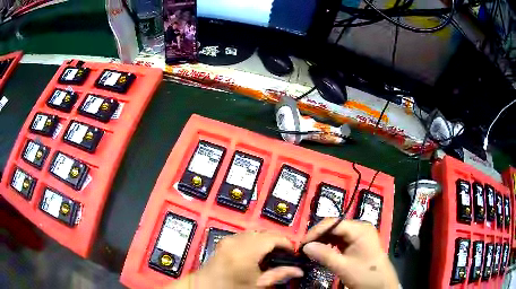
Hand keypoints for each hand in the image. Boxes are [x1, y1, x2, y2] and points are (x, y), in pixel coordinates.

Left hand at [191, 231, 302, 287]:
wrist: (205, 288)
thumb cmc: (232, 288)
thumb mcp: (258, 284)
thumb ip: (279, 275)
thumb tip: (298, 270)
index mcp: (245, 251)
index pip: (272, 237)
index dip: (286, 243)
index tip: (293, 252)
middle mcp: (236, 240)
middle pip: (263, 232)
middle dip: (276, 241)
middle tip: (284, 254)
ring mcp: (228, 239)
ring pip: (254, 232)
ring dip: (265, 240)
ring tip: (272, 254)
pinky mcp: (224, 242)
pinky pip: (244, 235)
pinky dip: (254, 240)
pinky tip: (256, 253)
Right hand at [302, 219, 398, 288]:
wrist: (381, 285)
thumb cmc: (365, 275)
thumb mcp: (344, 267)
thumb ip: (324, 255)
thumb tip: (305, 247)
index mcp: (360, 229)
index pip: (333, 223)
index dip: (316, 232)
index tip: (301, 244)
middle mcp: (360, 228)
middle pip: (334, 227)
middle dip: (318, 236)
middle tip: (303, 249)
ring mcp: (359, 235)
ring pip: (336, 233)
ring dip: (322, 241)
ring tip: (309, 251)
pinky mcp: (357, 243)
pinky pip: (339, 240)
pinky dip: (329, 245)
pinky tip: (321, 252)